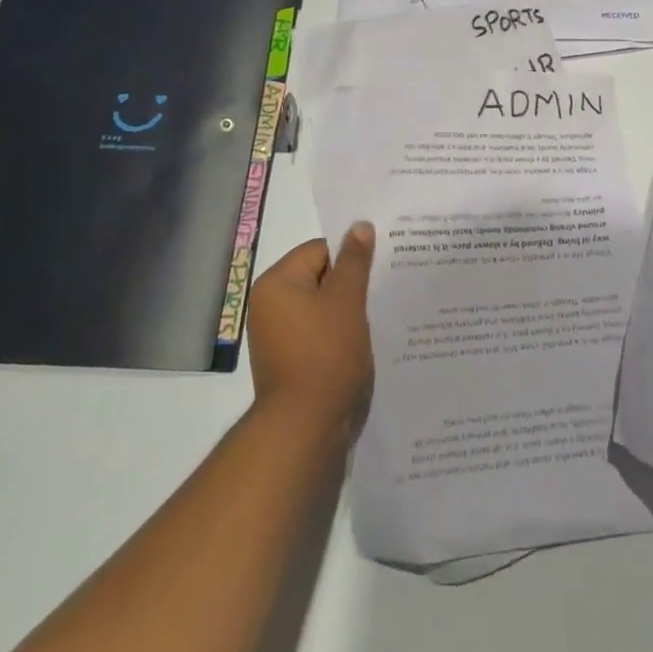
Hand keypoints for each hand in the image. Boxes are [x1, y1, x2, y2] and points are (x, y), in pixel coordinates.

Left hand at [247, 223, 374, 433]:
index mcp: (276, 283)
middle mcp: (269, 306)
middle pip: (319, 278)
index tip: (379, 269)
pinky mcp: (288, 361)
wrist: (305, 426)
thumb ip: (355, 261)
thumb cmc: (325, 354)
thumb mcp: (346, 300)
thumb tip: (359, 225)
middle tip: (382, 290)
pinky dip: (338, 335)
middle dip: (350, 285)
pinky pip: (318, 334)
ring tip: (377, 317)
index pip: (319, 250)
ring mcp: (277, 336)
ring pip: (321, 308)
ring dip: (347, 311)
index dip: (350, 258)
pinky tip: (362, 343)